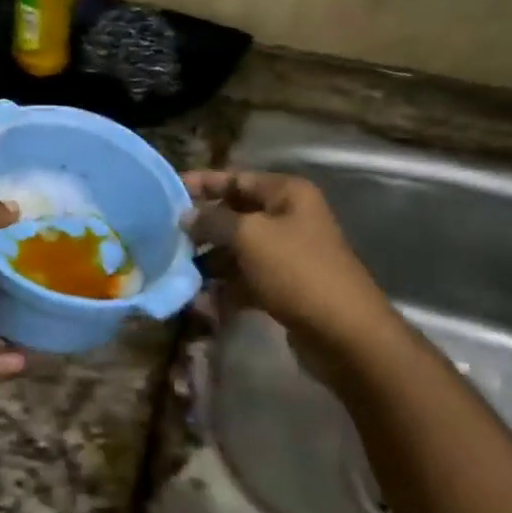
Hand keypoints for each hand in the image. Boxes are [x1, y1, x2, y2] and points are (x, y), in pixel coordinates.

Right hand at [182, 170, 393, 359]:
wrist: (345, 334)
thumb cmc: (297, 271)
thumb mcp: (249, 237)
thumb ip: (212, 220)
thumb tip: (186, 216)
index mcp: (287, 194)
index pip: (236, 178)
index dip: (202, 183)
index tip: (167, 191)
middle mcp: (289, 218)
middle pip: (235, 214)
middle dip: (202, 227)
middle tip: (166, 236)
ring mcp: (288, 254)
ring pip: (238, 250)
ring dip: (209, 260)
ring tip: (177, 269)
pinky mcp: (284, 287)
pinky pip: (246, 279)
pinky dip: (225, 287)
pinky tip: (201, 300)